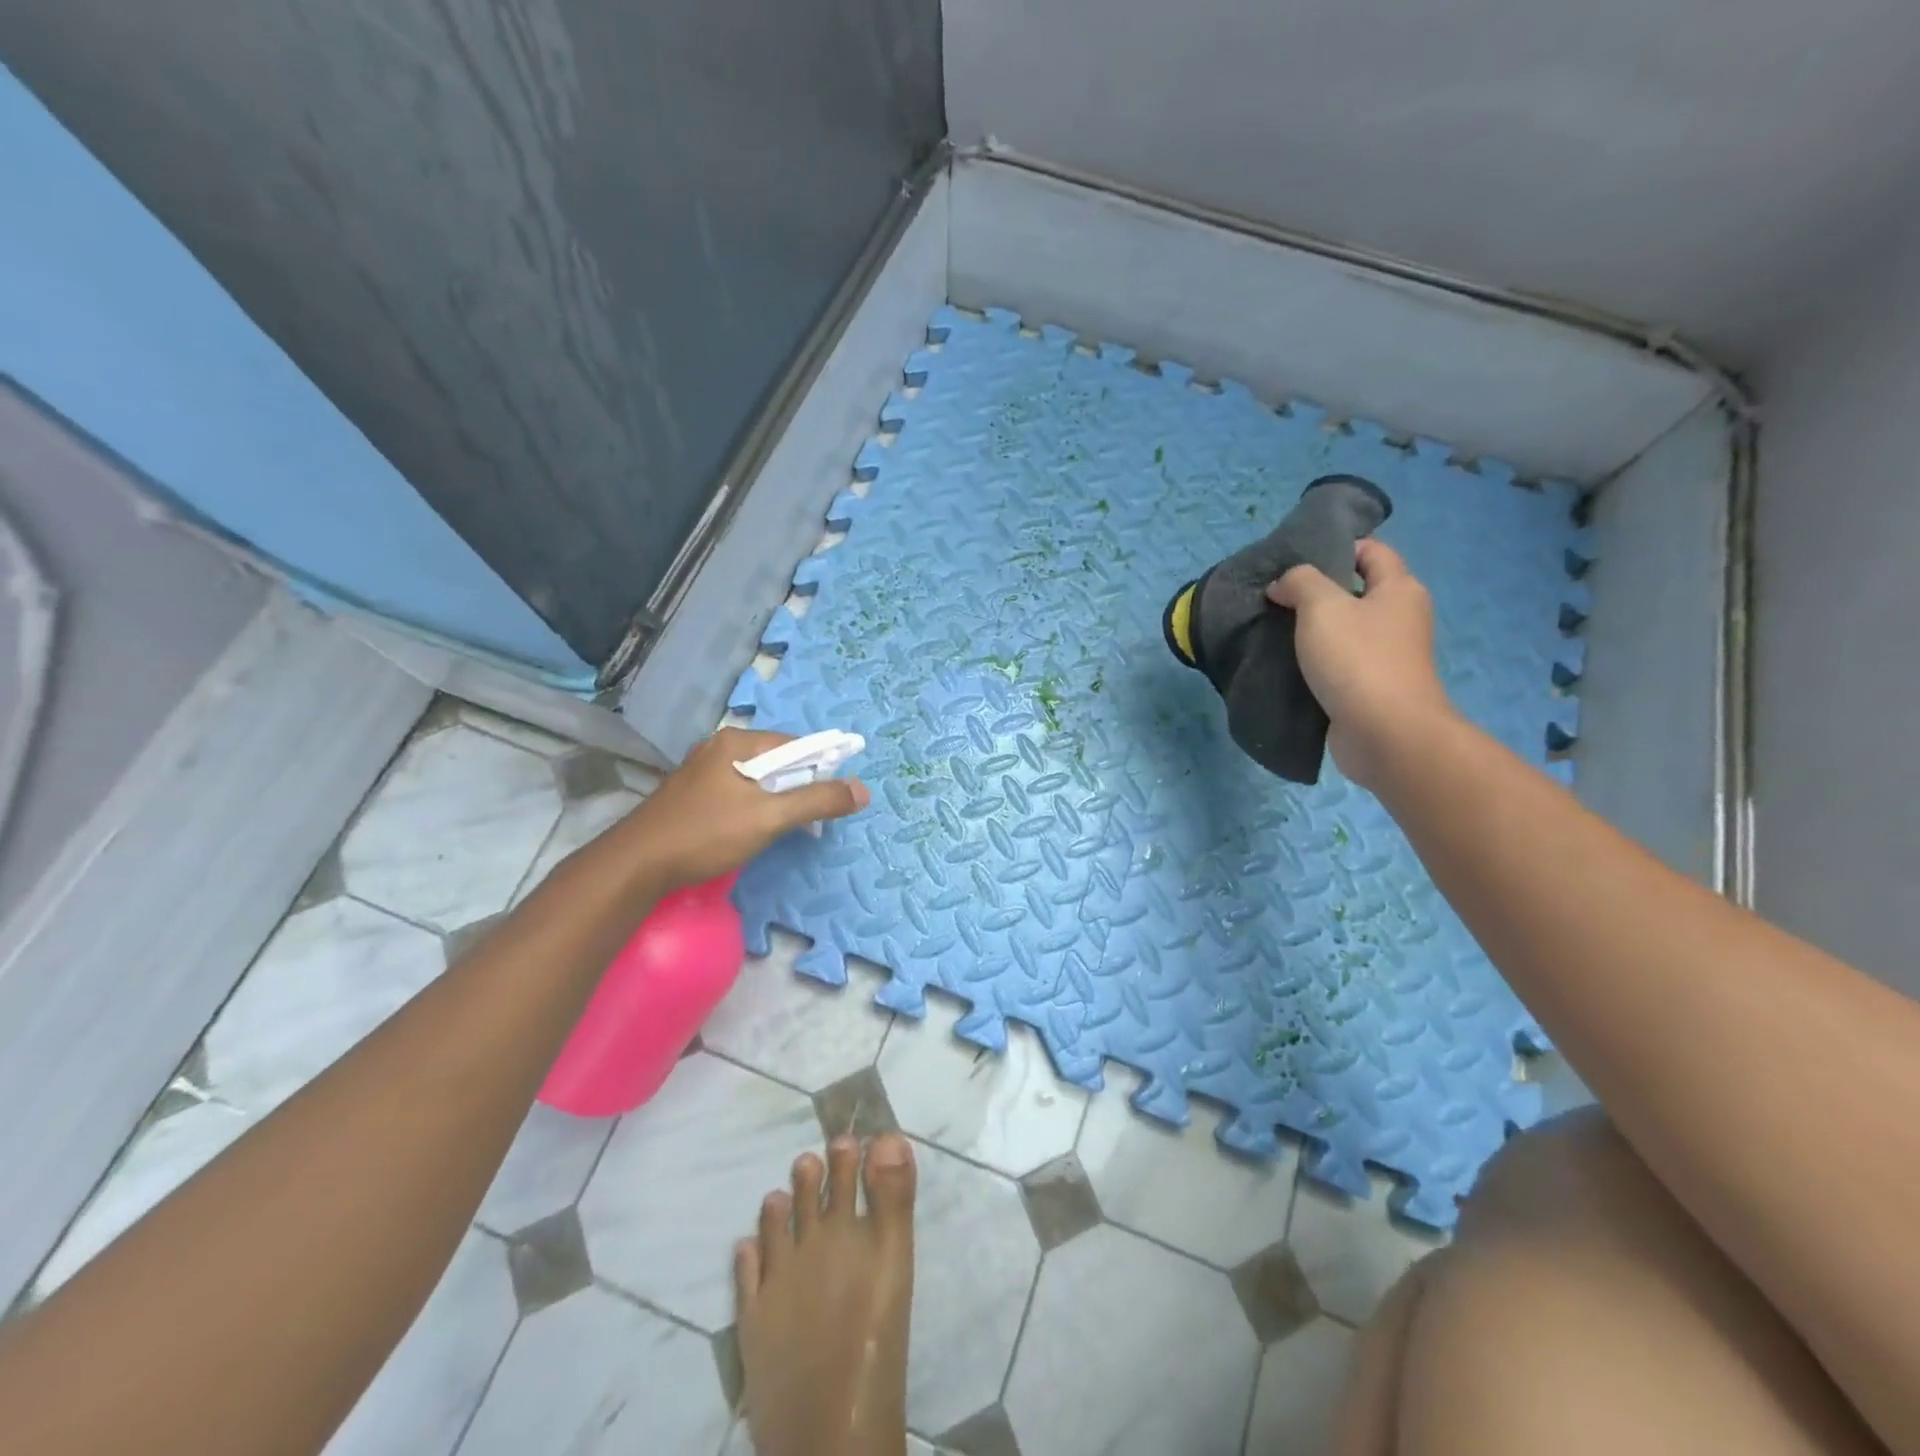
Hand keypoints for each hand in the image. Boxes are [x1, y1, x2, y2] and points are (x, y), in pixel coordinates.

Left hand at [608, 728, 870, 892]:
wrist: (636, 865)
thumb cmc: (706, 834)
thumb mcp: (770, 817)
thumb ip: (817, 801)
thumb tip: (862, 790)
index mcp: (737, 742)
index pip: (795, 744)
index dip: (820, 767)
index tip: (833, 797)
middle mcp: (719, 747)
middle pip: (776, 761)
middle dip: (798, 786)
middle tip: (809, 818)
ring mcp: (702, 771)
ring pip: (756, 779)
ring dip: (777, 799)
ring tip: (784, 827)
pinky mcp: (691, 794)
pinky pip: (737, 791)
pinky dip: (754, 806)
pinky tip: (753, 830)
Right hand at [1267, 540, 1455, 789]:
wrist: (1385, 733)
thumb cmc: (1358, 659)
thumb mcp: (1322, 606)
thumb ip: (1300, 582)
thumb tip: (1283, 584)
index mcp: (1399, 589)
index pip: (1373, 551)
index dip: (1338, 548)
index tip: (1297, 561)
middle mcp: (1400, 617)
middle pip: (1357, 591)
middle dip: (1317, 591)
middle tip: (1276, 596)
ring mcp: (1388, 655)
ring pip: (1346, 630)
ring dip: (1313, 630)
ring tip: (1274, 630)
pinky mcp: (1372, 687)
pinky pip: (1340, 663)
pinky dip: (1316, 661)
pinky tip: (1287, 665)